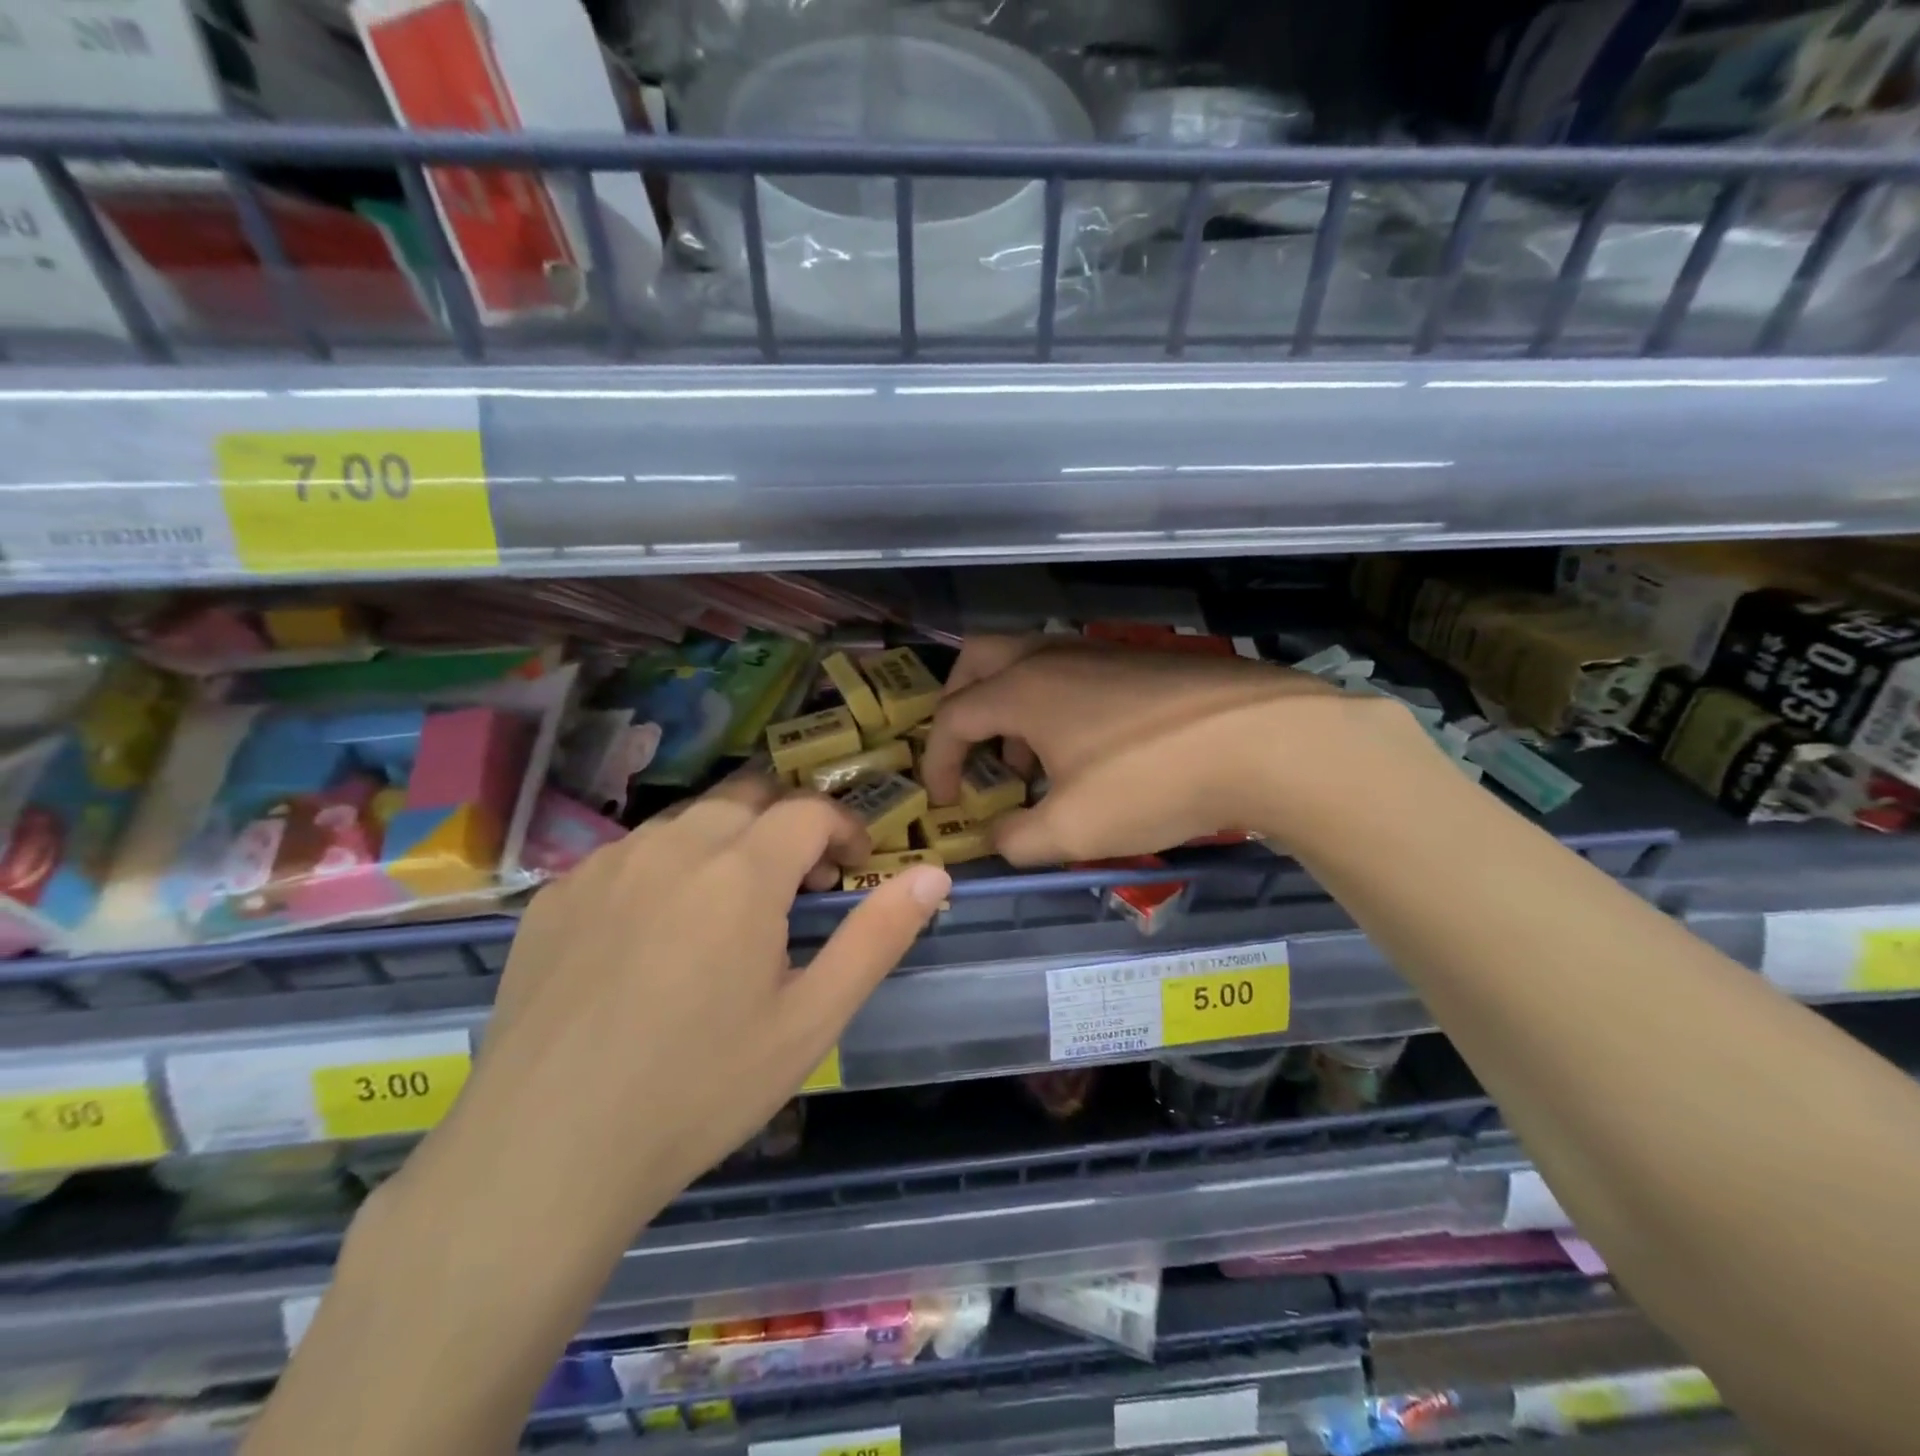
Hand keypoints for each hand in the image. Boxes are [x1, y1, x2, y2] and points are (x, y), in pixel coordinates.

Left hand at [397, 766, 951, 1247]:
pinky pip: (629, 854)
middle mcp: (671, 846)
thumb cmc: (699, 1089)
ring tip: (730, 912)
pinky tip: (654, 937)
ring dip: (726, 844)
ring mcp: (605, 865)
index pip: (808, 810)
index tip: (854, 870)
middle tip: (798, 888)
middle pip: (748, 799)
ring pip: (686, 821)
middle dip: (787, 828)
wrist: (543, 1154)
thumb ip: (878, 936)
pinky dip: (665, 870)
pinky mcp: (555, 894)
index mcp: (740, 871)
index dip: (844, 829)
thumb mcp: (810, 1020)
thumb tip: (936, 874)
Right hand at [921, 635, 1411, 864]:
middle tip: (968, 748)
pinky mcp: (1137, 660)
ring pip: (1027, 663)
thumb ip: (1017, 840)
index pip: (953, 717)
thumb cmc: (1151, 782)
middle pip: (979, 660)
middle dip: (959, 703)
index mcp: (1023, 690)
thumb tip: (995, 840)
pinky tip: (1084, 749)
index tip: (946, 802)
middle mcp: (1051, 657)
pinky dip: (1052, 703)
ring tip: (1029, 761)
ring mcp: (1097, 651)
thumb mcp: (1072, 830)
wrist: (1263, 741)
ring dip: (1009, 706)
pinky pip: (1069, 672)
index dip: (938, 761)